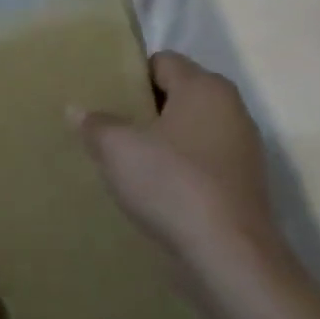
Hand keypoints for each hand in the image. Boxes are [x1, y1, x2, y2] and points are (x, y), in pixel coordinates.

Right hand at [72, 51, 283, 307]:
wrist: (229, 257)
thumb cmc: (171, 184)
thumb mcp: (116, 148)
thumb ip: (95, 123)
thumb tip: (77, 109)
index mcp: (205, 87)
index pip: (162, 61)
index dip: (129, 74)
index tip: (102, 95)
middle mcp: (231, 110)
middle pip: (176, 95)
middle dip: (142, 108)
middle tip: (106, 125)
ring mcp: (241, 150)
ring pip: (188, 131)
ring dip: (159, 141)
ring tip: (123, 158)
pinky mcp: (242, 186)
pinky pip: (200, 162)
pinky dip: (176, 169)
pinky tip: (150, 188)